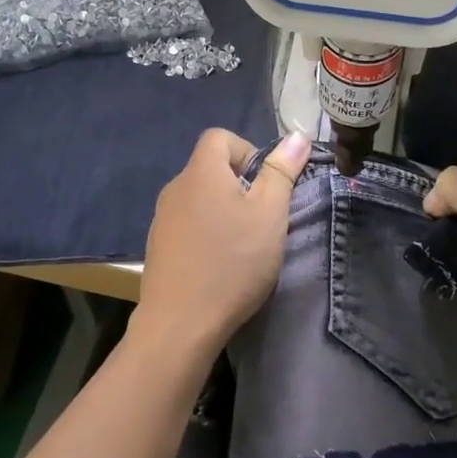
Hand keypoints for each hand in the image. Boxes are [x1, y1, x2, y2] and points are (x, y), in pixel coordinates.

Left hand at [134, 129, 310, 357]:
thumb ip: (282, 171)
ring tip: (243, 244)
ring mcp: (163, 217)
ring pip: (200, 198)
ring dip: (223, 211)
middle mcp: (176, 187)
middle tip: (261, 219)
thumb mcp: (270, 214)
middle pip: (210, 167)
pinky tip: (218, 263)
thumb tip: (298, 135)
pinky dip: (206, 232)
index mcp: (201, 171)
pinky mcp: (158, 245)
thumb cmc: (232, 262)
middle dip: (239, 185)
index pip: (220, 137)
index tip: (265, 185)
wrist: (180, 322)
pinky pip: (187, 223)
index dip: (247, 151)